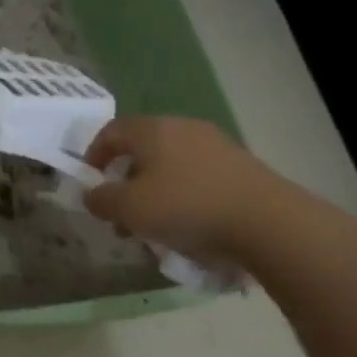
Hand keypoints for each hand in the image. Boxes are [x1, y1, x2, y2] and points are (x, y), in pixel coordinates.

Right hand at [83, 116, 288, 262]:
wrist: (266, 221)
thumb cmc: (185, 207)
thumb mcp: (129, 209)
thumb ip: (101, 200)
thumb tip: (92, 195)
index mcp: (153, 130)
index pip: (112, 131)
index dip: (94, 156)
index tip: (90, 184)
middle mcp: (183, 128)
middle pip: (142, 150)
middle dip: (124, 182)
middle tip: (119, 215)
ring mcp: (215, 145)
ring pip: (169, 166)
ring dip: (152, 193)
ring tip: (150, 228)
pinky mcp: (238, 166)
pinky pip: (195, 177)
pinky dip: (180, 196)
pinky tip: (184, 225)